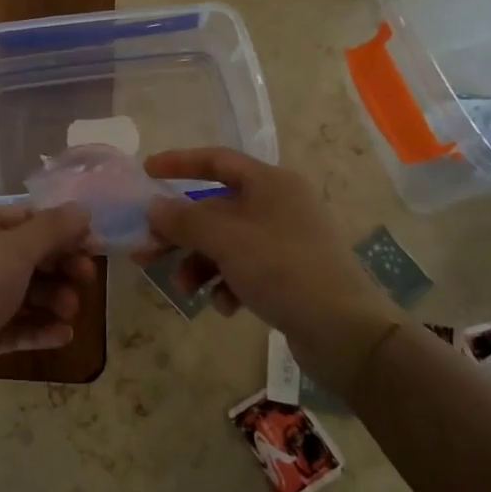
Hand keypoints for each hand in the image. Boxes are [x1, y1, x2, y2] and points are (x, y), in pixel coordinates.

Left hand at [0, 204, 95, 423]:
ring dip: (52, 300)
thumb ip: (52, 230)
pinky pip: (13, 326)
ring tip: (70, 313)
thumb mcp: (15, 252)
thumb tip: (82, 209)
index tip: (94, 245)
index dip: (61, 229)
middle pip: (25, 255)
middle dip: (59, 267)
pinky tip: (63, 336)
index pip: (23, 218)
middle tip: (87, 280)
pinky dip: (38, 328)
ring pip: (21, 293)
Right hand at [136, 148, 396, 395]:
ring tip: (184, 287)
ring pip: (227, 243)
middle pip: (216, 208)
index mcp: (270, 183)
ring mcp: (287, 241)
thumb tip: (154, 208)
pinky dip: (228, 283)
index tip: (146, 172)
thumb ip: (184, 220)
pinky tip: (225, 306)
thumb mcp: (225, 239)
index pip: (217, 160)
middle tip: (145, 250)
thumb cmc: (282, 268)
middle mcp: (279, 205)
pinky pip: (246, 269)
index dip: (179, 163)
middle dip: (180, 231)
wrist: (345, 331)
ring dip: (200, 263)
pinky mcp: (290, 275)